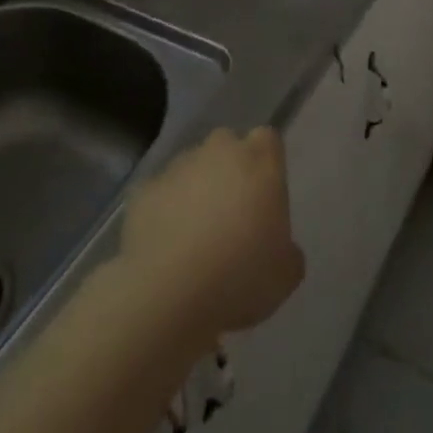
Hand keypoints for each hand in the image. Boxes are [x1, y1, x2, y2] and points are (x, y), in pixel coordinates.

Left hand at [118, 127, 304, 344]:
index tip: (264, 194)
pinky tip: (166, 246)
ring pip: (192, 167)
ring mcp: (179, 166)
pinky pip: (161, 193)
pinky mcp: (145, 188)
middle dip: (228, 170)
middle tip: (230, 214)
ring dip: (195, 190)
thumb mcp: (285, 275)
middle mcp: (219, 151)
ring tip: (194, 236)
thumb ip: (287, 250)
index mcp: (260, 162)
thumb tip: (279, 247)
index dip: (266, 163)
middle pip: (227, 146)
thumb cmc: (240, 277)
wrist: (169, 293)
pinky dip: (164, 210)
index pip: (268, 140)